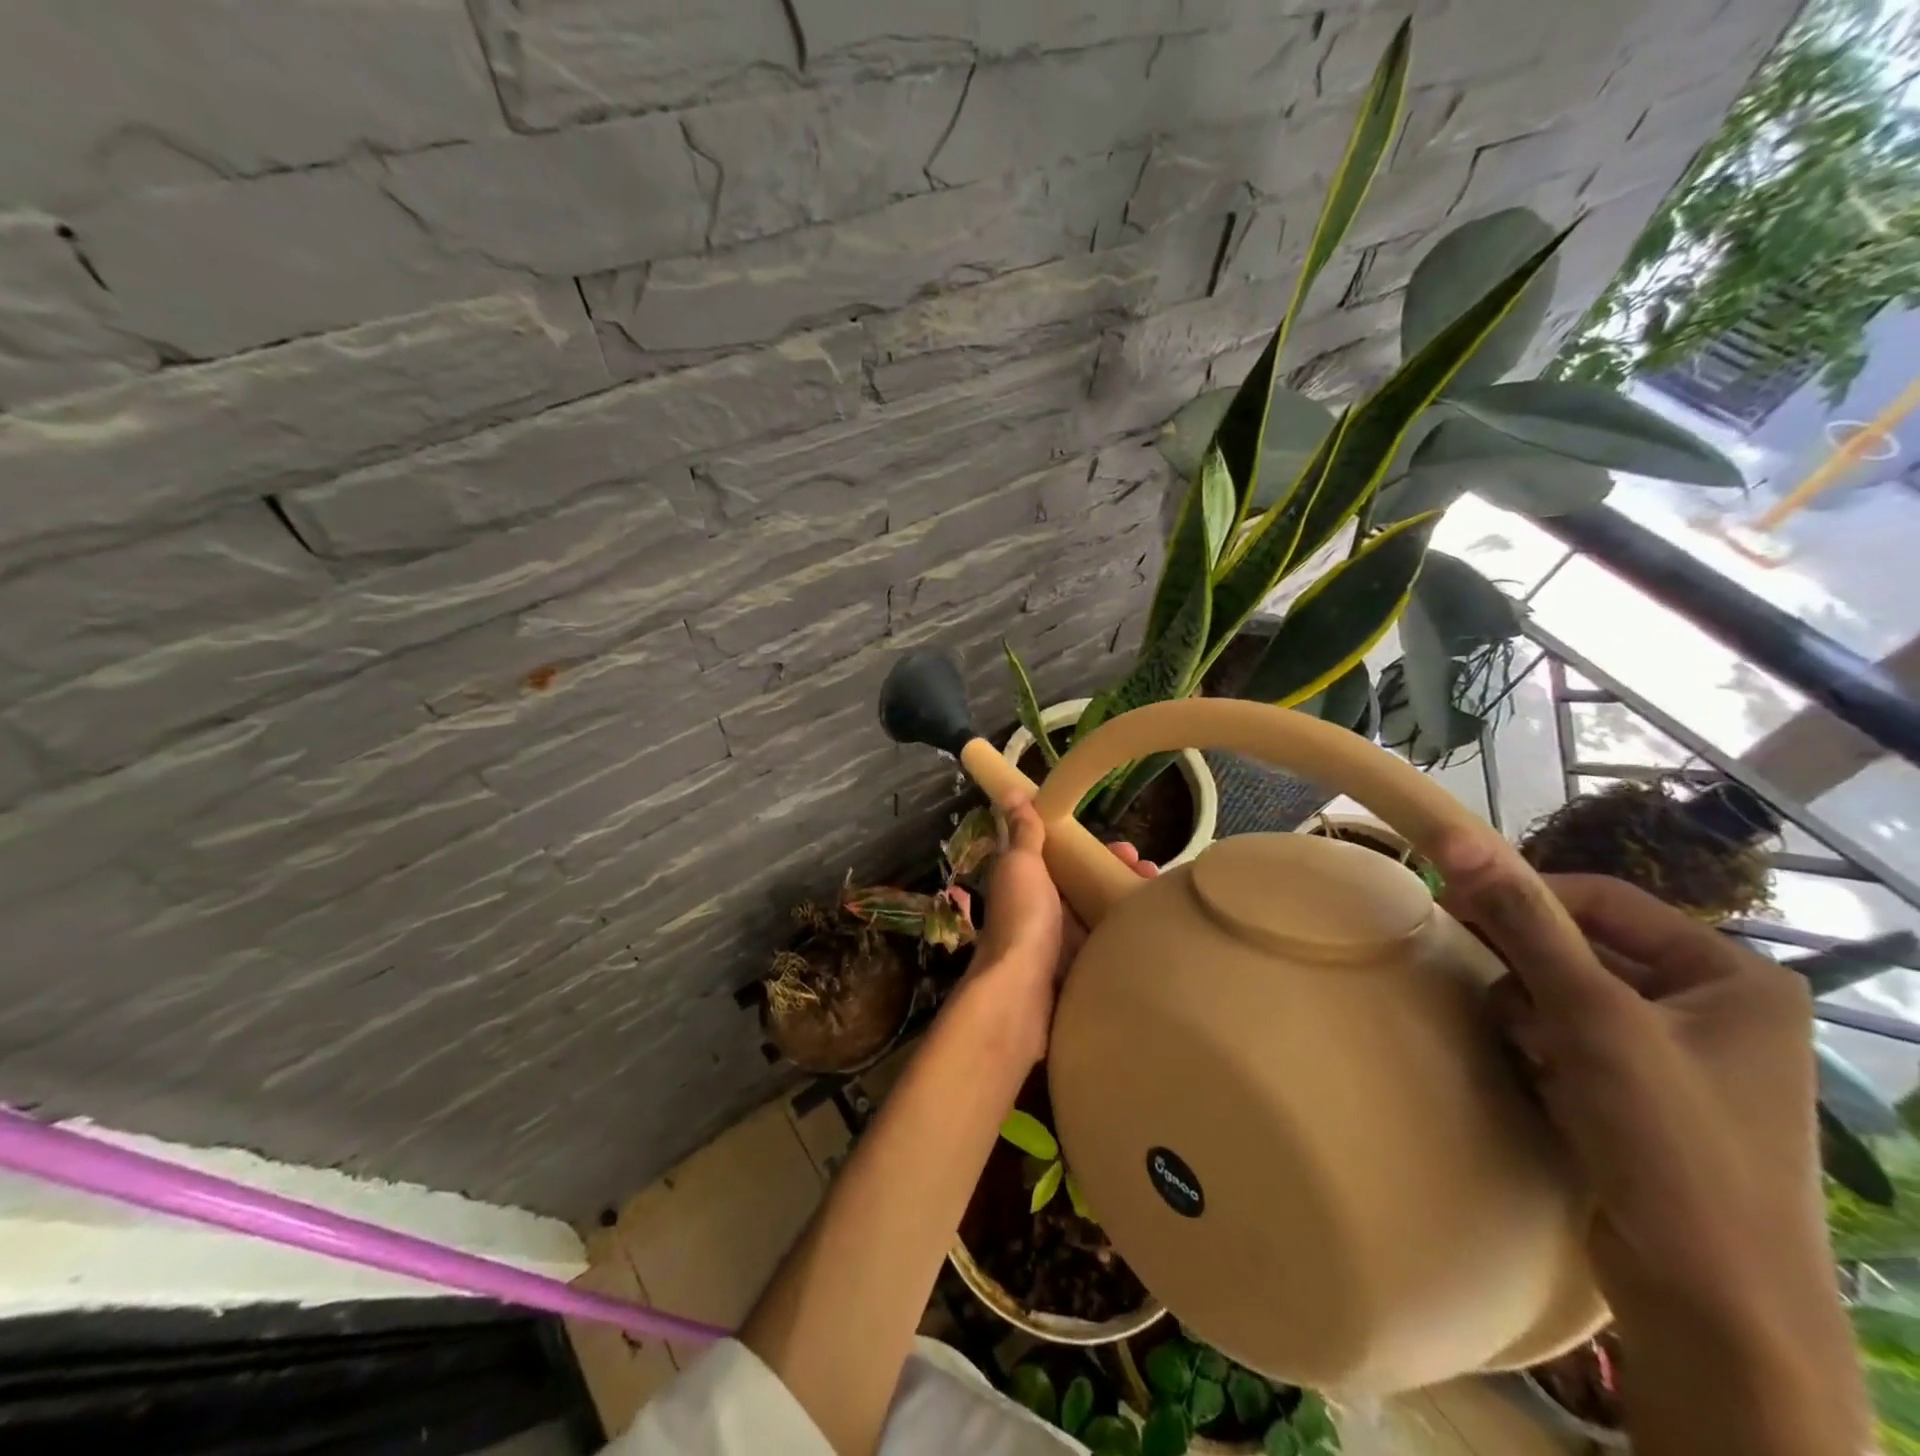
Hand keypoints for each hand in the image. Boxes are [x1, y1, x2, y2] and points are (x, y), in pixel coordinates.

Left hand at [961, 799, 1156, 1065]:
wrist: (1021, 994)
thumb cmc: (1022, 919)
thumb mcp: (1021, 865)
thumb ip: (1023, 833)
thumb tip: (1010, 791)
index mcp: (1027, 882)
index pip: (1062, 857)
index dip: (1091, 847)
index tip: (1126, 846)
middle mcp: (1042, 911)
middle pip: (1085, 887)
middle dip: (1117, 876)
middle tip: (1152, 872)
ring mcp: (1060, 945)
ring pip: (1099, 917)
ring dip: (1127, 906)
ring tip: (1162, 900)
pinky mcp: (1078, 974)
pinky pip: (1107, 949)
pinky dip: (1128, 940)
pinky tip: (1156, 935)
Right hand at [1431, 833, 1867, 1455]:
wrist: (1712, 1306)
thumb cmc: (1671, 1142)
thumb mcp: (1592, 1017)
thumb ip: (1524, 921)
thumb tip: (1456, 836)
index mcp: (1734, 976)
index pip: (1603, 899)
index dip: (1524, 898)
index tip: (1452, 908)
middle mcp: (1713, 1007)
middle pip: (1583, 947)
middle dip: (1528, 968)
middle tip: (1485, 984)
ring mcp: (1677, 1055)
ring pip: (1566, 992)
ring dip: (1529, 1011)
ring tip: (1526, 1050)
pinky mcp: (1642, 1095)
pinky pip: (1569, 1037)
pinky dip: (1540, 1047)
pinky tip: (1539, 1079)